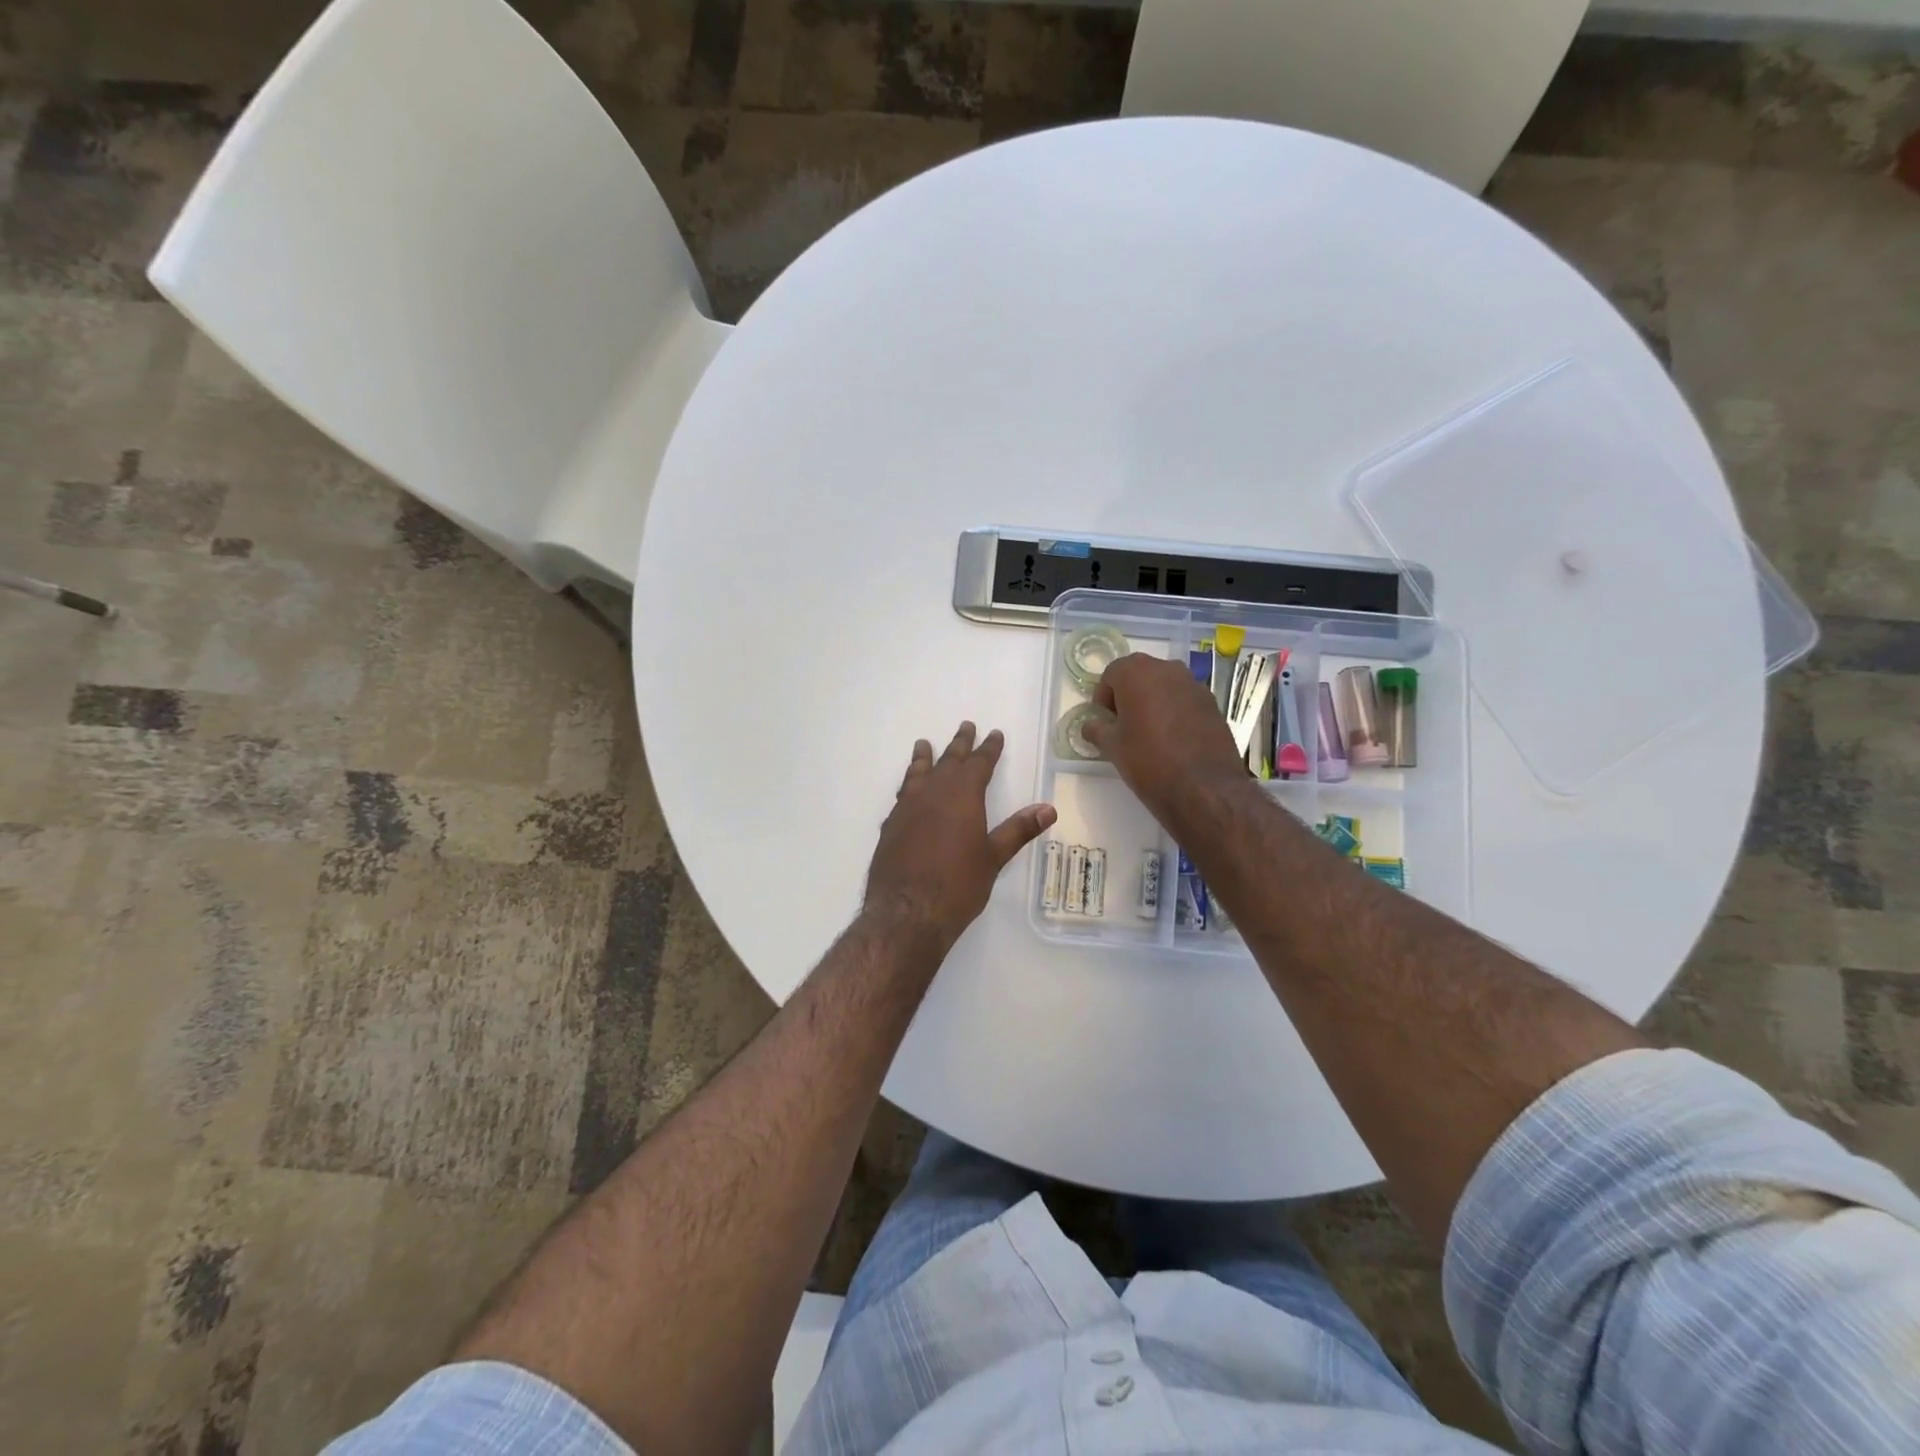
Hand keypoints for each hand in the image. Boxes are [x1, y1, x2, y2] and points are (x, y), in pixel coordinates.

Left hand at [865, 723, 1056, 950]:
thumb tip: (1048, 808)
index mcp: (962, 796)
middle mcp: (933, 794)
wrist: (907, 912)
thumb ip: (1017, 830)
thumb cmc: (958, 885)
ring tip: (924, 744)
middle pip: (948, 761)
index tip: (994, 734)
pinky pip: (902, 795)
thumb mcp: (993, 858)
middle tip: (966, 726)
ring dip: (925, 758)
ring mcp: (907, 808)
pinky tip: (908, 791)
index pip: (979, 764)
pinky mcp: (890, 826)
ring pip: (918, 773)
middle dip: (959, 744)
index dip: (988, 748)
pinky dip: (909, 785)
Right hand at [1085, 654, 1248, 823]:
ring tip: (1149, 733)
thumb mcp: (1113, 748)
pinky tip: (1173, 739)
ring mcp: (1194, 684)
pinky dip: (1175, 711)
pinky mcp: (1212, 703)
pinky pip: (1184, 700)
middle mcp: (1167, 669)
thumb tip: (1090, 726)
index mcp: (1137, 673)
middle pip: (1140, 675)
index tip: (1104, 721)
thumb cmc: (1149, 760)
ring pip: (1164, 686)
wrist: (1204, 786)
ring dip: (1153, 702)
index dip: (1103, 697)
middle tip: (1124, 726)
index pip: (1111, 674)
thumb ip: (1097, 730)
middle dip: (1128, 696)